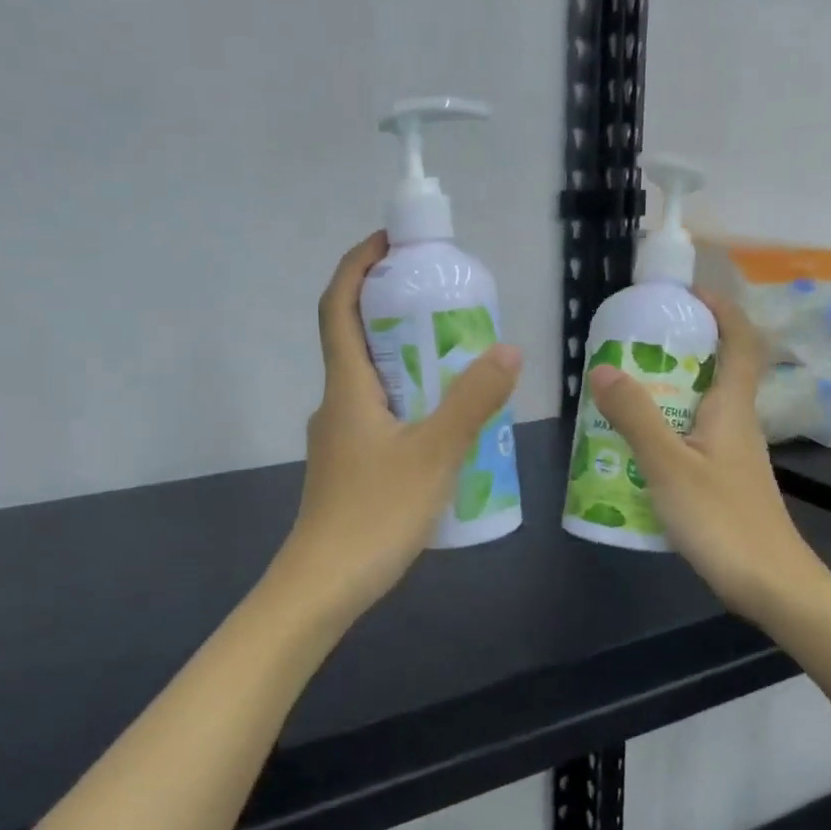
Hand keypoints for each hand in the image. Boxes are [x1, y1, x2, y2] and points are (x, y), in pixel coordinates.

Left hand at [277, 233, 520, 622]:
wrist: (322, 587)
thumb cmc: (373, 514)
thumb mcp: (434, 454)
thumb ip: (472, 402)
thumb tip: (507, 351)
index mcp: (346, 387)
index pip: (338, 307)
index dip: (357, 267)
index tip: (390, 242)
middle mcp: (336, 403)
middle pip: (357, 339)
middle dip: (394, 311)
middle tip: (445, 304)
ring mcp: (339, 438)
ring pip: (371, 382)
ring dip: (406, 360)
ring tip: (458, 362)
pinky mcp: (348, 466)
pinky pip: (379, 415)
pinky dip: (408, 402)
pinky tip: (445, 426)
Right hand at [586, 292, 830, 622]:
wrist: (771, 586)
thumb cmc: (723, 520)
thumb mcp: (670, 466)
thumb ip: (636, 417)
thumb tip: (604, 368)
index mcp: (732, 408)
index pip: (741, 342)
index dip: (721, 310)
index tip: (686, 295)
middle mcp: (737, 423)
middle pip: (718, 369)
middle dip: (680, 348)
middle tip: (633, 345)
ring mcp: (733, 454)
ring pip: (702, 405)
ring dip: (668, 390)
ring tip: (622, 392)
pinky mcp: (724, 480)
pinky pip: (693, 436)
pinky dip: (666, 427)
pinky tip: (635, 447)